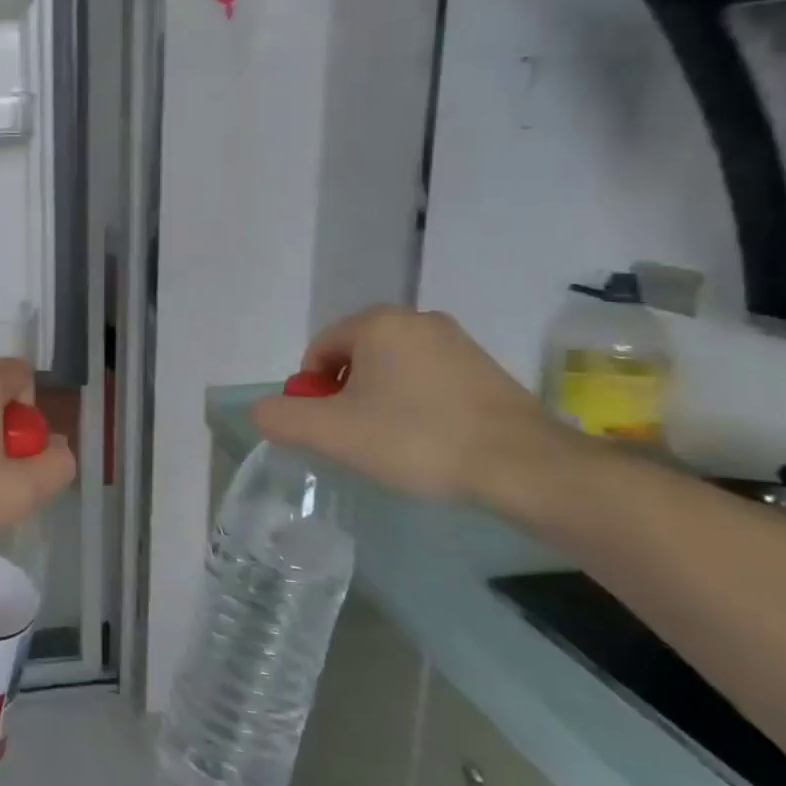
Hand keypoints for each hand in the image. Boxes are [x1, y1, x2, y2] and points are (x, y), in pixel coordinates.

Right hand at [251, 306, 581, 505]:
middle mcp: (416, 319)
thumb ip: (282, 418)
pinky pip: (428, 380)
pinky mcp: (485, 368)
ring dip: (380, 401)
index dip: (313, 392)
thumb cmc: (417, 438)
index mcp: (377, 323)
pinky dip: (416, 405)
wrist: (523, 466)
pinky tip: (429, 440)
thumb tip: (262, 410)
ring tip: (394, 444)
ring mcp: (456, 341)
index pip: (319, 350)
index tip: (330, 429)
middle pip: (354, 357)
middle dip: (346, 396)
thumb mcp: (333, 433)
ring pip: (391, 370)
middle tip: (358, 439)